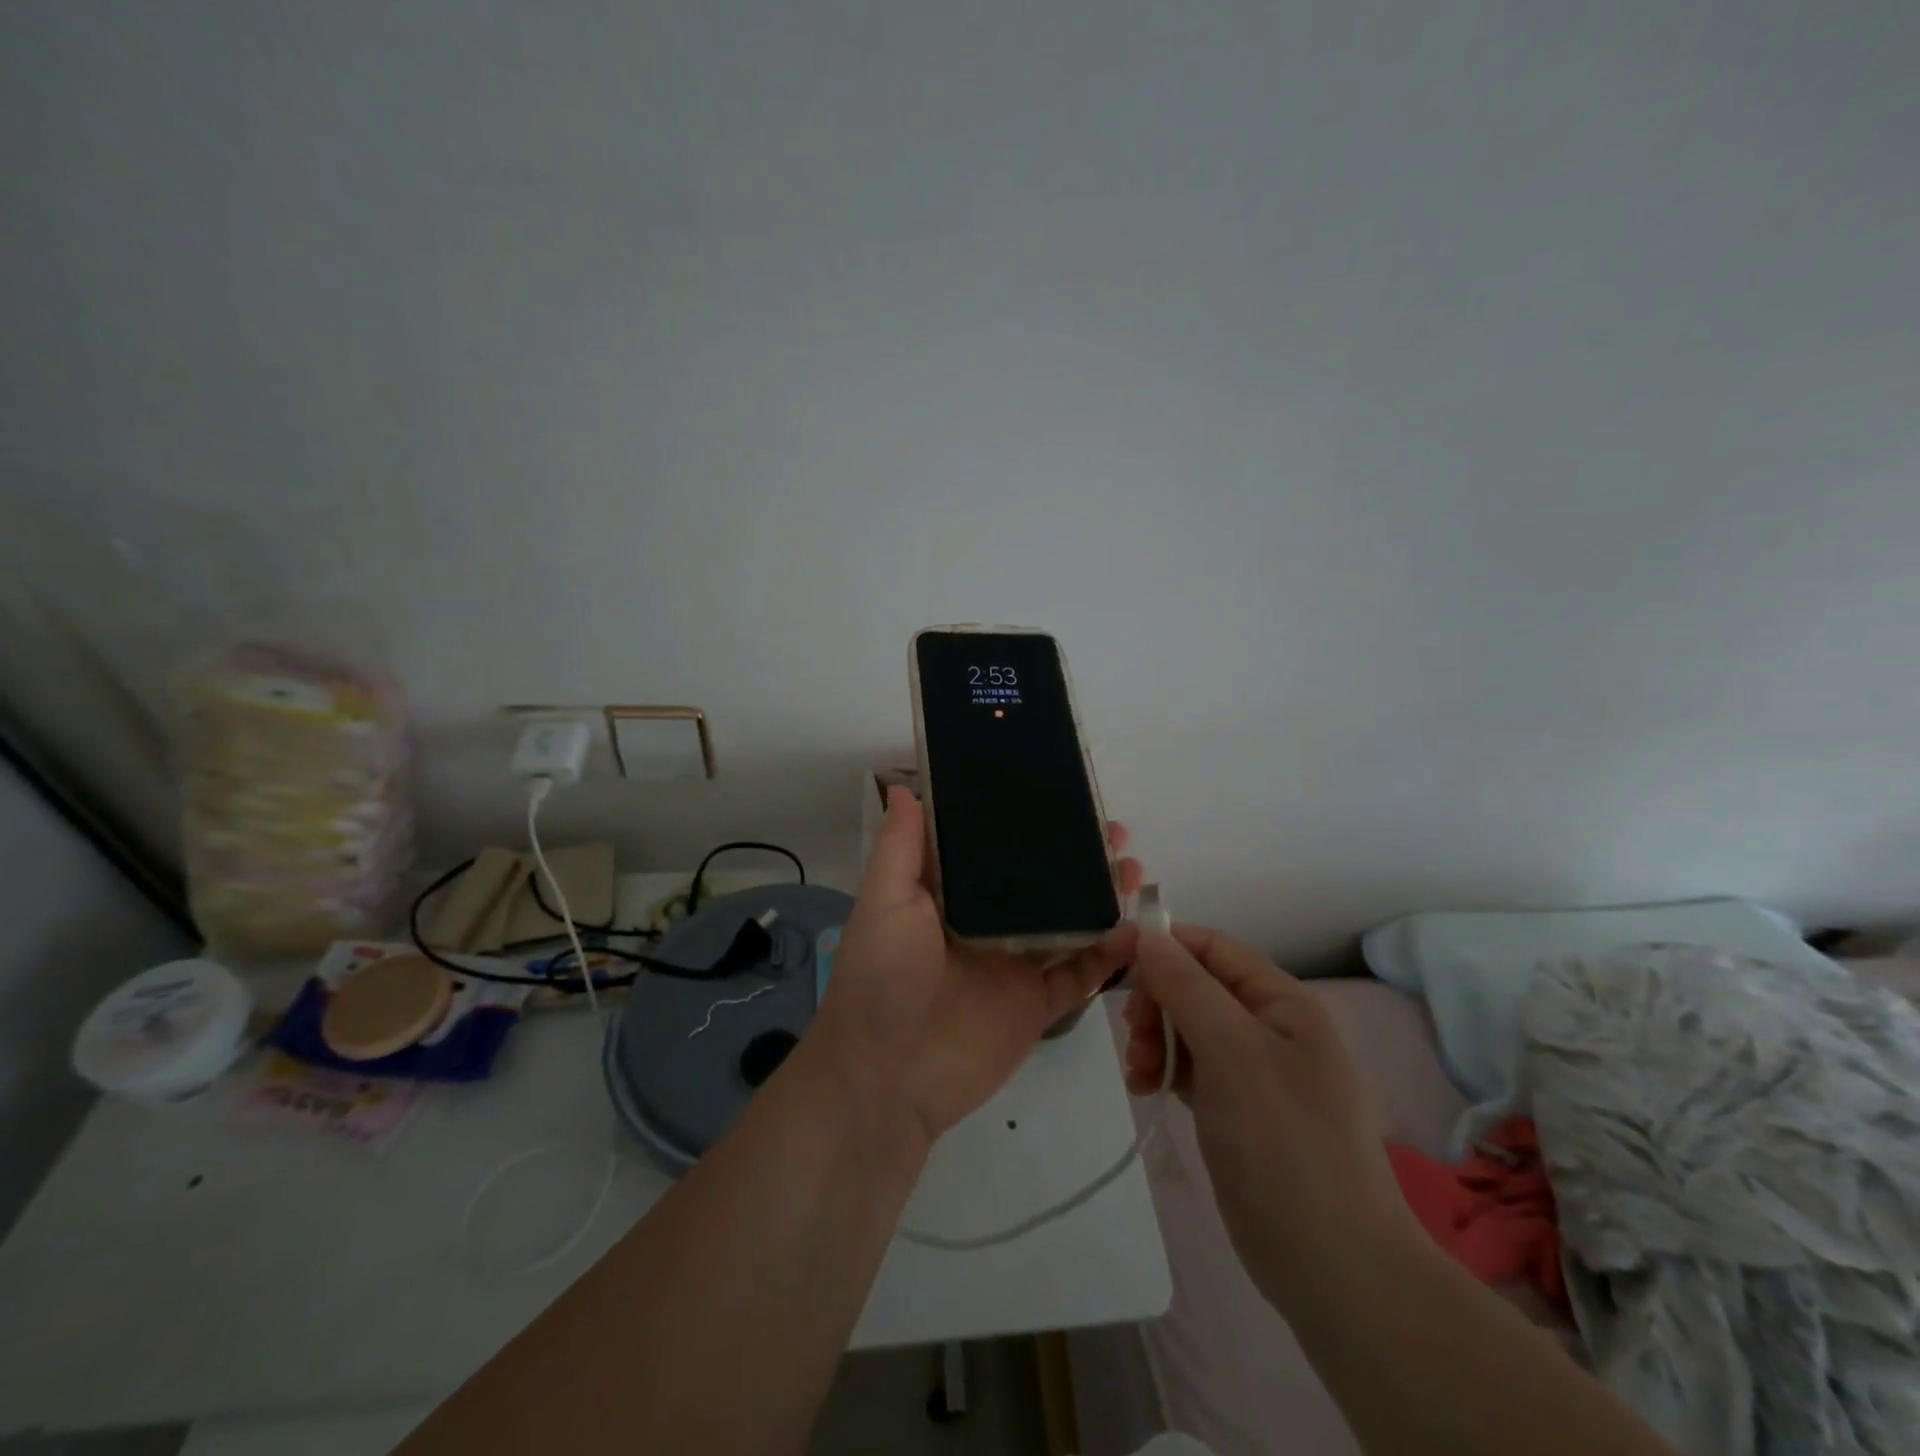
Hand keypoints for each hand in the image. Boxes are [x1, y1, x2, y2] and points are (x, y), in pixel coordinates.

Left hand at [814, 786, 1141, 1144]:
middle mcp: (987, 923)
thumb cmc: (882, 977)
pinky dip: (1108, 956)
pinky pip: (1079, 975)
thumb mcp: (884, 901)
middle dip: (1076, 857)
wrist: (888, 1077)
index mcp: (950, 895)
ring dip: (1100, 896)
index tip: (1059, 795)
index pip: (993, 848)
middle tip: (1113, 832)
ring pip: (1068, 922)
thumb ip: (902, 847)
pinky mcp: (1036, 1005)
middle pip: (1040, 882)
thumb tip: (908, 787)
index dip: (1026, 823)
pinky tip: (1133, 931)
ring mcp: (1014, 964)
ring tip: (1132, 868)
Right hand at [1122, 926, 1418, 1301]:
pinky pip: (1192, 1067)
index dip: (1165, 945)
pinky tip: (1146, 1088)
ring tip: (1139, 1073)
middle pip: (1196, 987)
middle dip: (1157, 1002)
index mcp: (1283, 1002)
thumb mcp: (1232, 1052)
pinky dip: (1165, 1069)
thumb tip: (1146, 933)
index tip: (1116, 961)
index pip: (1213, 948)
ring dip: (1155, 1038)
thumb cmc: (1284, 1144)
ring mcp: (1255, 1072)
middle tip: (1132, 1036)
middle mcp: (1270, 1028)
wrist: (1332, 1268)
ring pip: (1189, 1027)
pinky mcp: (1237, 1109)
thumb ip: (1186, 987)